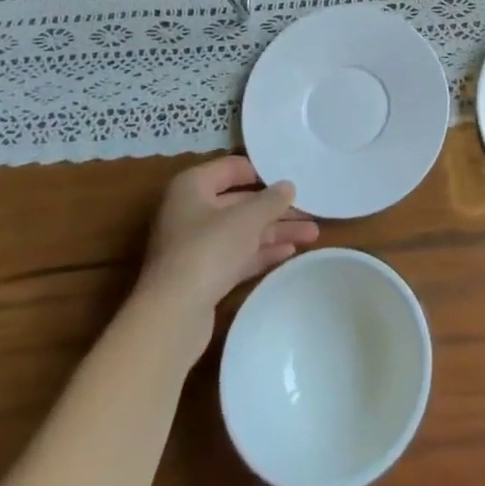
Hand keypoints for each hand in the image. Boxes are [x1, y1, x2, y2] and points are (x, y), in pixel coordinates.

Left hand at [138, 156, 319, 320]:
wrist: (172, 317)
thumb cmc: (208, 250)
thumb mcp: (246, 218)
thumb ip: (271, 200)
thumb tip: (288, 186)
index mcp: (192, 186)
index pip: (232, 168)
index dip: (263, 172)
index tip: (293, 178)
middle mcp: (191, 211)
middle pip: (241, 203)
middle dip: (276, 208)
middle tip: (311, 211)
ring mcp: (195, 245)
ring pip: (242, 231)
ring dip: (275, 231)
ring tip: (312, 234)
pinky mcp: (202, 276)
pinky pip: (238, 256)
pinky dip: (262, 252)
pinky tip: (290, 253)